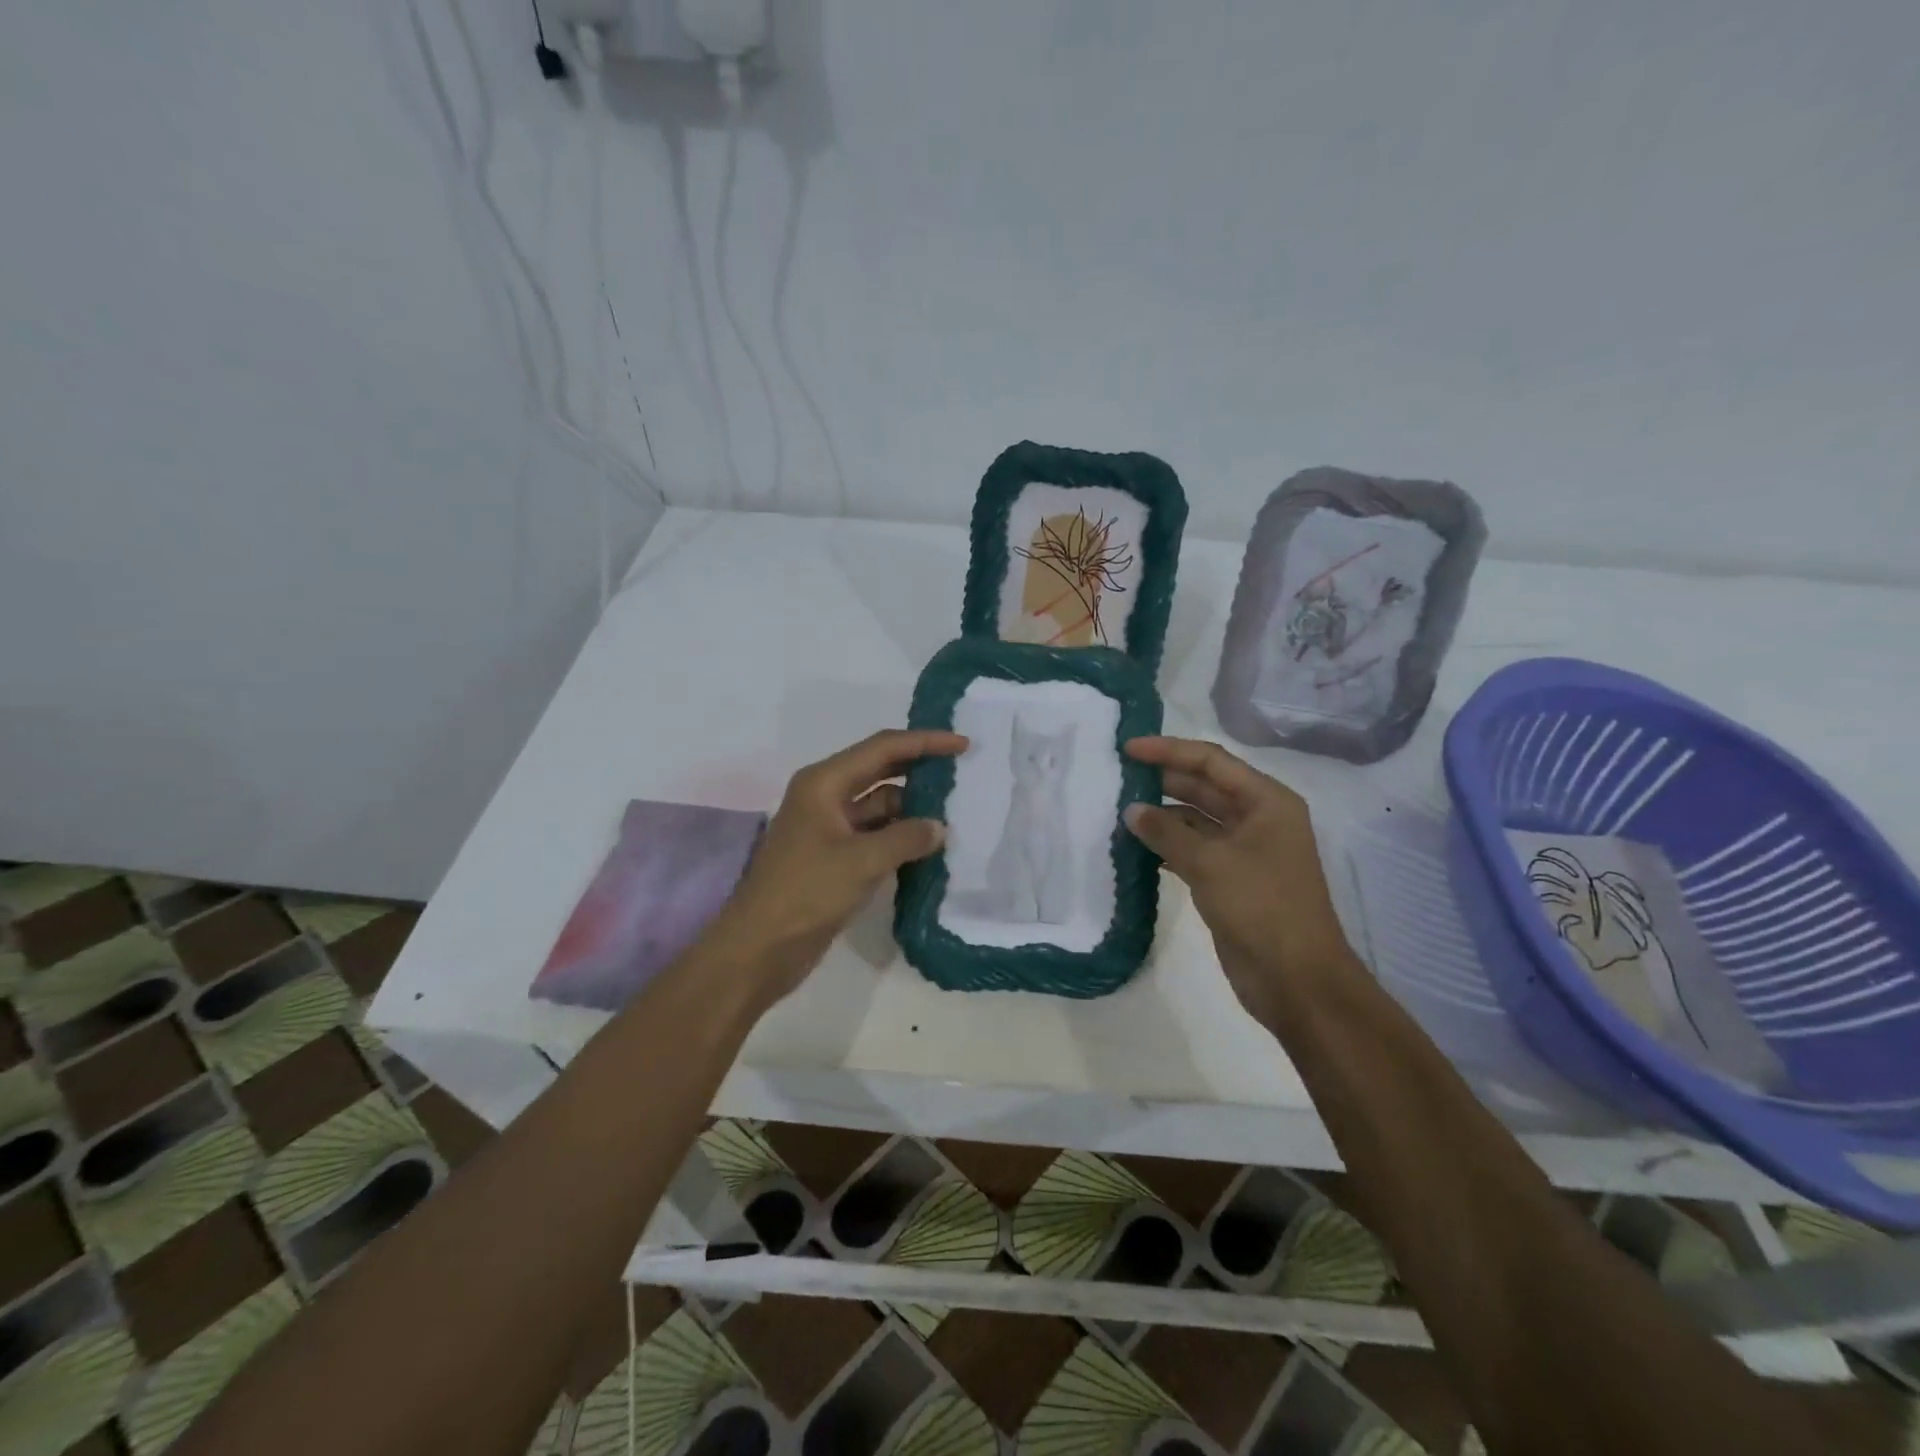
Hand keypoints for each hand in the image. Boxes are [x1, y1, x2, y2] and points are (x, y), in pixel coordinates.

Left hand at [703, 729, 966, 1003]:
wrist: (758, 949)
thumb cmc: (805, 893)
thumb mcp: (861, 861)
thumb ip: (906, 838)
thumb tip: (939, 827)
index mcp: (824, 783)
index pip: (882, 749)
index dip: (924, 742)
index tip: (963, 745)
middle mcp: (826, 797)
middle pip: (880, 771)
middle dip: (919, 770)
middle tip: (962, 774)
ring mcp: (829, 829)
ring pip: (880, 806)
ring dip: (912, 810)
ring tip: (955, 816)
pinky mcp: (834, 858)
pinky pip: (875, 836)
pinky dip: (900, 838)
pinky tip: (930, 848)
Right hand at [1123, 736, 1357, 1024]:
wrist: (1296, 979)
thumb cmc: (1261, 907)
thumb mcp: (1210, 862)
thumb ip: (1167, 832)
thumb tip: (1131, 810)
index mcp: (1266, 801)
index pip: (1211, 761)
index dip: (1168, 751)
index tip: (1127, 749)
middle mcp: (1258, 818)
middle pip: (1204, 786)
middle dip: (1163, 780)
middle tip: (1117, 776)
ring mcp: (1244, 851)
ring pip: (1196, 820)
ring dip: (1162, 815)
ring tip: (1118, 810)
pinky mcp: (1230, 880)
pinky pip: (1193, 850)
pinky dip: (1167, 845)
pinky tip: (1136, 846)